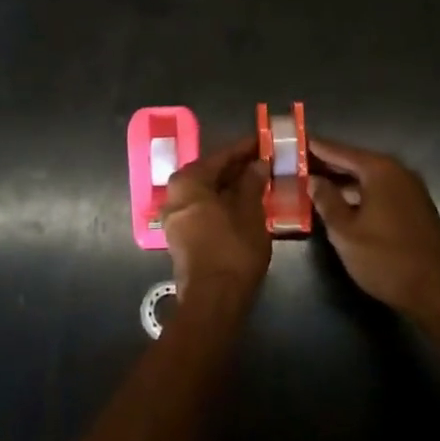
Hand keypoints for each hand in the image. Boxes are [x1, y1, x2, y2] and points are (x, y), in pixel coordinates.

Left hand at [160, 138, 271, 307]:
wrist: (213, 300)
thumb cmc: (232, 249)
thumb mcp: (249, 212)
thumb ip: (252, 183)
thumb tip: (258, 163)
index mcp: (188, 182)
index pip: (220, 156)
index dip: (245, 148)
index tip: (264, 140)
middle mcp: (175, 195)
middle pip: (211, 173)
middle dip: (237, 168)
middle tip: (264, 160)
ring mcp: (175, 217)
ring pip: (208, 192)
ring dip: (231, 186)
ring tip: (259, 180)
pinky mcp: (182, 236)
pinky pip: (204, 208)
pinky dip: (223, 203)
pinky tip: (245, 203)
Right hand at [308, 137, 439, 320]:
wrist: (436, 292)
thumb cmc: (385, 258)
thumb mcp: (345, 231)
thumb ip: (327, 200)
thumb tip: (314, 180)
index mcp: (380, 170)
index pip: (340, 151)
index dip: (317, 147)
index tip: (296, 141)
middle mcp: (398, 172)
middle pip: (356, 162)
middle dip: (329, 164)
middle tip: (300, 163)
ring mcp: (411, 190)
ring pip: (370, 178)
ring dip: (344, 181)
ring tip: (316, 183)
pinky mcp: (416, 208)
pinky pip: (381, 191)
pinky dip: (361, 193)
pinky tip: (344, 203)